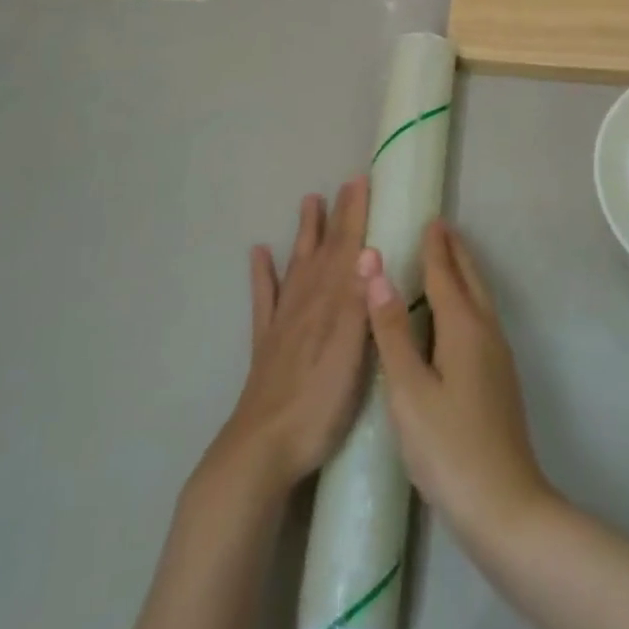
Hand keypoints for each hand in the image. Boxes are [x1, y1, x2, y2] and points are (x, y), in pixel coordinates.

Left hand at [206, 179, 372, 497]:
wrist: (263, 448)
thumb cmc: (319, 404)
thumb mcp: (351, 353)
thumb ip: (358, 301)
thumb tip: (370, 248)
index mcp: (331, 302)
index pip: (348, 248)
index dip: (356, 214)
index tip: (362, 180)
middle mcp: (306, 301)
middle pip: (325, 250)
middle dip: (338, 216)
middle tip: (345, 183)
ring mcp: (283, 320)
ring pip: (297, 265)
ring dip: (305, 233)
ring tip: (309, 201)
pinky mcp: (267, 343)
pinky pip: (264, 298)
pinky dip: (262, 273)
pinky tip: (258, 253)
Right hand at [360, 219, 554, 552]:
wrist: (505, 508)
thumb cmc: (449, 446)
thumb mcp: (408, 389)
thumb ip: (392, 329)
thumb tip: (377, 269)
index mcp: (463, 328)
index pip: (444, 274)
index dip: (433, 247)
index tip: (428, 218)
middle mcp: (486, 333)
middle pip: (470, 280)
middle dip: (454, 252)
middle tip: (439, 228)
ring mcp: (497, 358)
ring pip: (479, 300)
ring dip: (462, 274)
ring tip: (446, 261)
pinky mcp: (498, 380)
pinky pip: (480, 320)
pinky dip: (466, 300)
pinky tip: (454, 319)